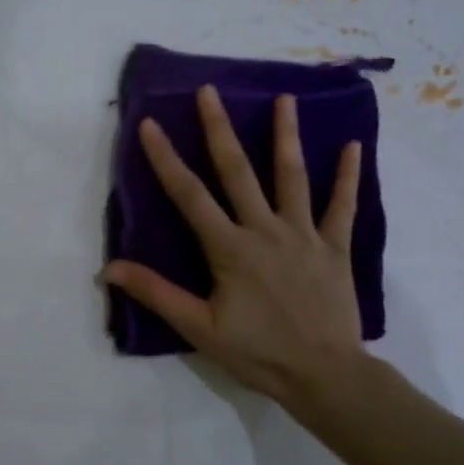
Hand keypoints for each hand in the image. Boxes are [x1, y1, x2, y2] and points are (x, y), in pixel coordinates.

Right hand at [104, 86, 364, 403]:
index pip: (189, 195)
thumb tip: (110, 268)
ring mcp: (304, 234)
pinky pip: (343, 205)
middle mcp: (265, 229)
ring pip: (293, 176)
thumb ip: (156, 293)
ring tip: (285, 98)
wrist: (324, 374)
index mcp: (229, 248)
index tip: (150, 124)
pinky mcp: (335, 247)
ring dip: (286, 135)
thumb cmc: (257, 352)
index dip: (166, 159)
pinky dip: (349, 175)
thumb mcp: (199, 328)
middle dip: (220, 128)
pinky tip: (353, 145)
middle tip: (210, 90)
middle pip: (238, 171)